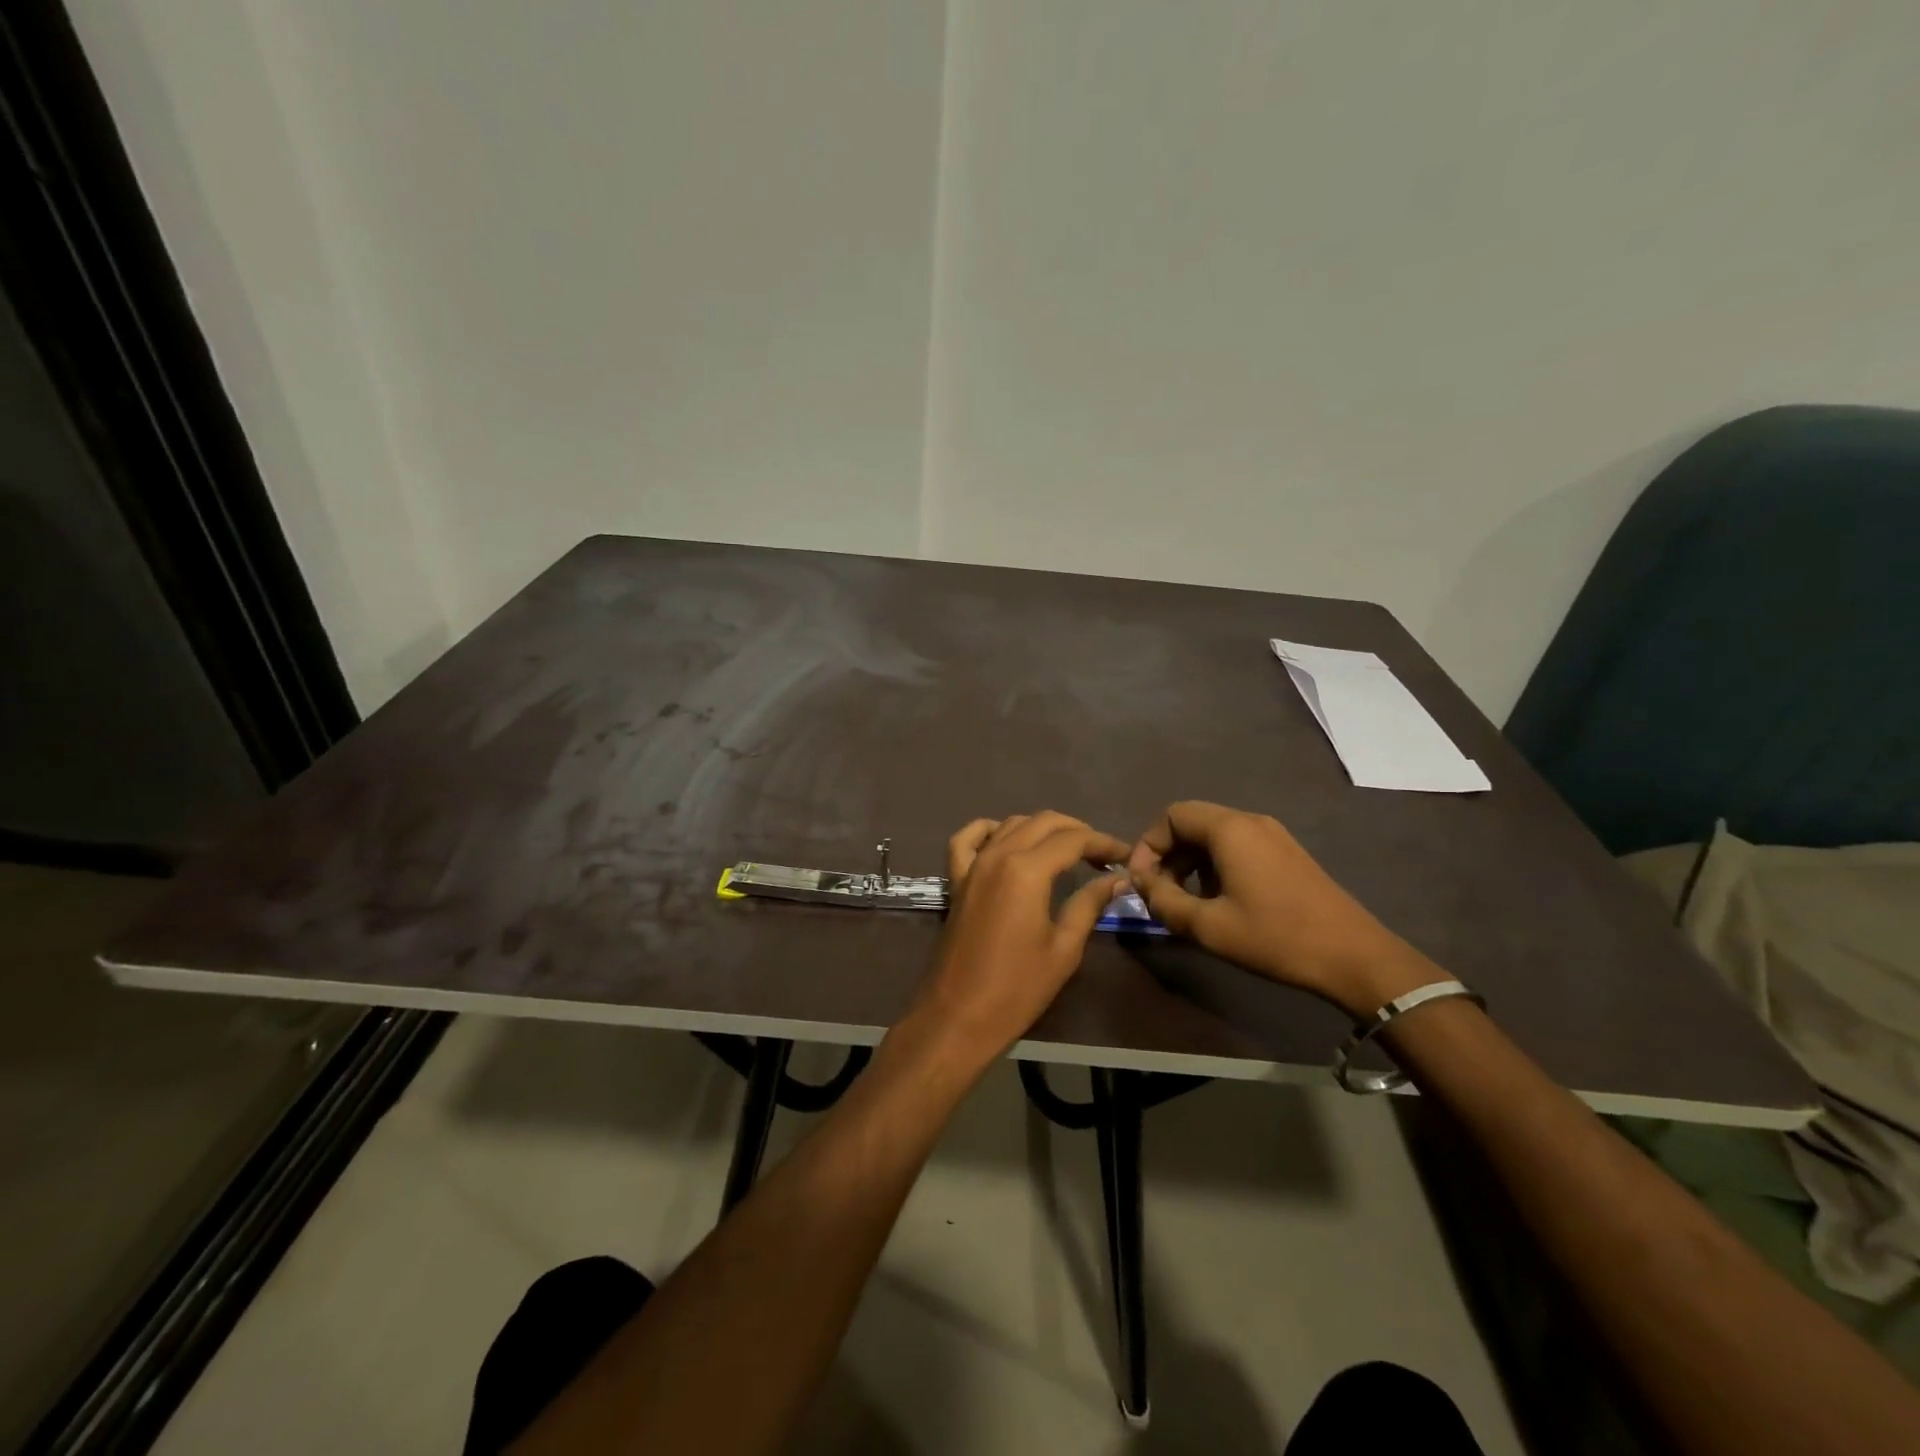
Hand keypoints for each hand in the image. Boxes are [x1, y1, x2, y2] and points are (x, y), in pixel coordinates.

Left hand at [912, 812, 1130, 1065]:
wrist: (958, 1016)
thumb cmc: (1017, 988)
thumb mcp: (1064, 948)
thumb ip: (1089, 904)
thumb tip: (1117, 878)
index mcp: (1026, 870)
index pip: (1073, 839)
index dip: (1103, 842)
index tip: (1125, 855)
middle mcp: (998, 855)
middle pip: (1043, 822)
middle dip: (1077, 831)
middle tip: (1102, 854)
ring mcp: (972, 865)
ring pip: (1010, 824)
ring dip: (1042, 829)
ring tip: (1067, 850)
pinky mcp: (956, 880)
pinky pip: (967, 840)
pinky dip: (989, 830)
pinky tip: (1006, 840)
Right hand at [1126, 801, 1442, 1015]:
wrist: (1354, 956)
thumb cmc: (1275, 937)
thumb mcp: (1208, 926)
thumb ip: (1164, 901)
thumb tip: (1140, 884)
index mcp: (1229, 829)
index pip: (1172, 816)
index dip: (1147, 845)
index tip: (1141, 882)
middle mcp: (1250, 821)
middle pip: (1192, 822)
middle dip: (1167, 854)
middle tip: (1160, 893)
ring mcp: (1273, 835)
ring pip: (1214, 836)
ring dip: (1190, 862)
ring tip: (1186, 901)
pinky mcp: (1287, 853)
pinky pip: (1237, 846)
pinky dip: (1215, 865)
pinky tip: (1219, 901)